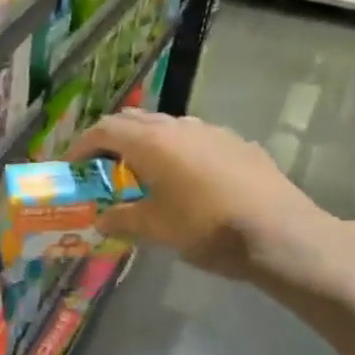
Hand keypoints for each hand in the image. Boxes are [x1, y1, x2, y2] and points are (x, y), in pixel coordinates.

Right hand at [66, 109, 354, 299]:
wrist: (281, 233)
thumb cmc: (207, 229)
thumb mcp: (156, 229)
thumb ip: (123, 220)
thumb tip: (101, 221)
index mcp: (153, 143)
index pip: (105, 129)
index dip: (83, 145)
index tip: (73, 165)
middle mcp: (180, 127)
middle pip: (135, 121)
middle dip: (113, 140)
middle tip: (104, 168)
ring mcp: (213, 132)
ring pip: (168, 128)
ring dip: (148, 144)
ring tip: (144, 174)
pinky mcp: (238, 144)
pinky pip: (196, 140)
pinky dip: (178, 152)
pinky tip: (188, 181)